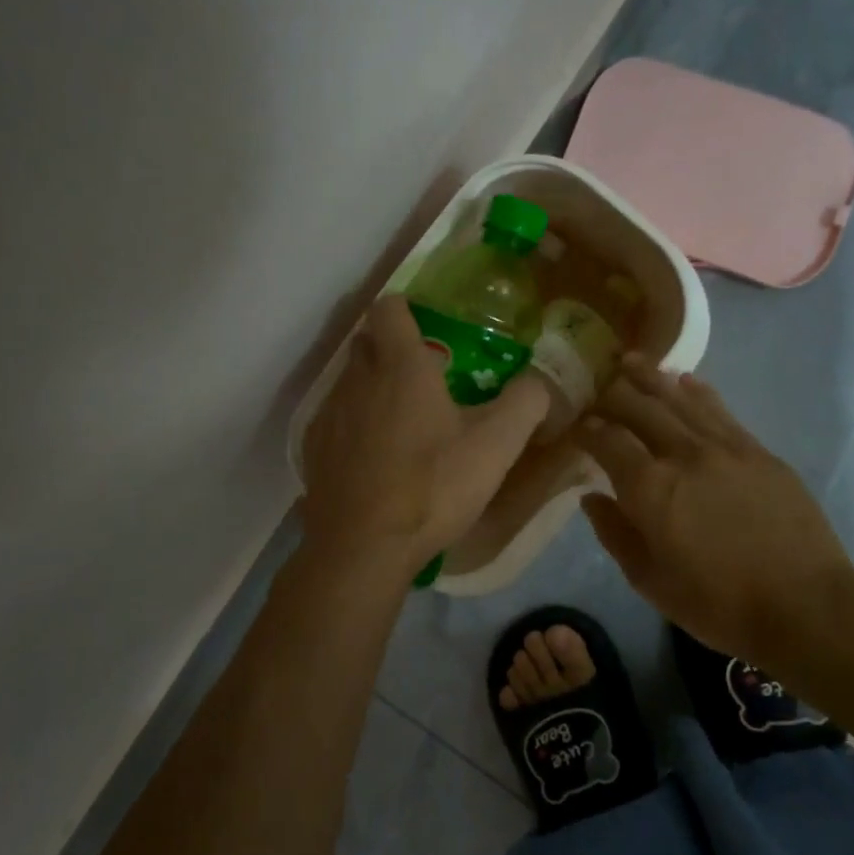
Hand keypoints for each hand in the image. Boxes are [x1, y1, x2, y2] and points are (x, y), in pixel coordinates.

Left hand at [301, 295, 548, 571]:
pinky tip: (375, 460)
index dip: (407, 309)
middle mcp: (356, 379)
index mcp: (400, 366)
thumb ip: (525, 402)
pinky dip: (355, 427)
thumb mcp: (497, 445)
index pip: (390, 308)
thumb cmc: (433, 486)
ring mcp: (329, 415)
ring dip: (373, 390)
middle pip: (367, 343)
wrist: (364, 547)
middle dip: (392, 349)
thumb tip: (538, 380)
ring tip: (403, 425)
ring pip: (350, 383)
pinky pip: (335, 421)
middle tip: (425, 379)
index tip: (429, 328)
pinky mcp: (314, 450)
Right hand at [577, 358, 853, 665]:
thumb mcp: (649, 581)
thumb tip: (592, 498)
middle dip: (614, 393)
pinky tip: (685, 381)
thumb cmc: (717, 603)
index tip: (576, 425)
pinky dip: (697, 392)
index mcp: (649, 487)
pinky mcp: (758, 452)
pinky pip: (720, 410)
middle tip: (598, 385)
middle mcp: (683, 454)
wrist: (805, 605)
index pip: (607, 440)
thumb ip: (615, 534)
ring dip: (651, 378)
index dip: (587, 428)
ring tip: (632, 361)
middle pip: (640, 408)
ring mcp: (725, 448)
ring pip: (680, 400)